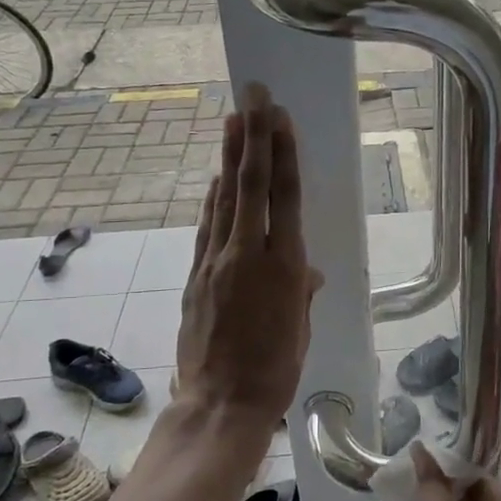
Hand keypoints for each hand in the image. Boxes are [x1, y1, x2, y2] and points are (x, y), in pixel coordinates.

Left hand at [175, 85, 322, 432]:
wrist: (220, 406)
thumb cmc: (276, 372)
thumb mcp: (300, 330)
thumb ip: (300, 293)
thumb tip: (305, 273)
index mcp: (284, 267)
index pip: (285, 197)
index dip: (283, 154)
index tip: (280, 118)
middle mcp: (248, 254)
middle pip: (252, 185)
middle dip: (254, 136)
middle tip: (253, 95)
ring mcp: (216, 262)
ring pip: (225, 198)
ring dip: (229, 156)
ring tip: (233, 119)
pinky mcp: (195, 276)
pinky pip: (207, 226)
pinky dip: (213, 198)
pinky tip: (217, 177)